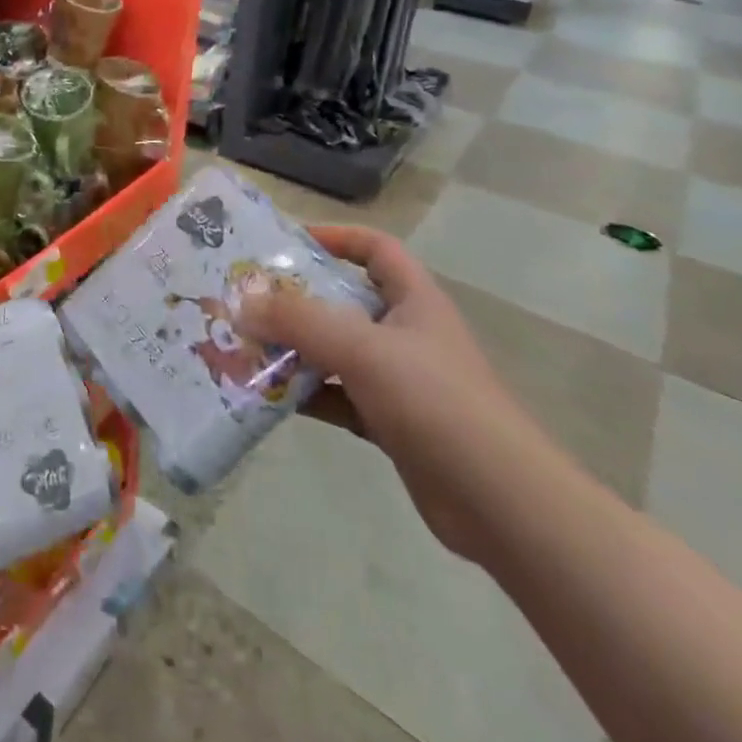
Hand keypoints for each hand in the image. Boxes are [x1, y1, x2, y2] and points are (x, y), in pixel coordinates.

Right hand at [233, 224, 560, 566]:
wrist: (501, 504)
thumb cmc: (436, 403)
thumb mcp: (362, 349)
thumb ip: (299, 321)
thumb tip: (240, 303)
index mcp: (414, 301)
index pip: (376, 249)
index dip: (335, 238)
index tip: (286, 244)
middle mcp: (406, 334)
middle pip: (344, 301)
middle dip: (296, 299)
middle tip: (246, 299)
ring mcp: (399, 381)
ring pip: (335, 351)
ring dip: (294, 349)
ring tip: (243, 345)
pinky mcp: (389, 423)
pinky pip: (336, 396)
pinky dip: (305, 393)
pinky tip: (268, 396)